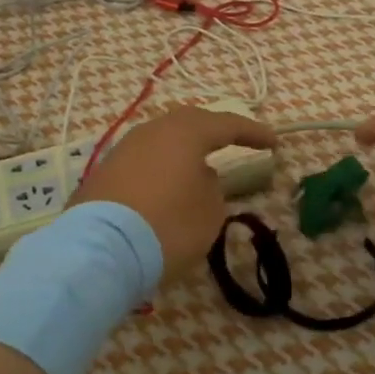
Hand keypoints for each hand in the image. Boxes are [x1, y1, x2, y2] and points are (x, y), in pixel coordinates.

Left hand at [73, 106, 276, 274]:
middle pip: (188, 123)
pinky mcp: (103, 173)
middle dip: (213, 132)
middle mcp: (152, 131)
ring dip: (183, 151)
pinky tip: (165, 186)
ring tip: (198, 167)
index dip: (253, 133)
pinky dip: (160, 169)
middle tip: (233, 142)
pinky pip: (142, 161)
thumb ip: (212, 188)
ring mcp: (123, 149)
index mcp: (184, 133)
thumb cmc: (168, 225)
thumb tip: (200, 177)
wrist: (101, 250)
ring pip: (161, 140)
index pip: (227, 124)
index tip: (274, 143)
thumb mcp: (209, 212)